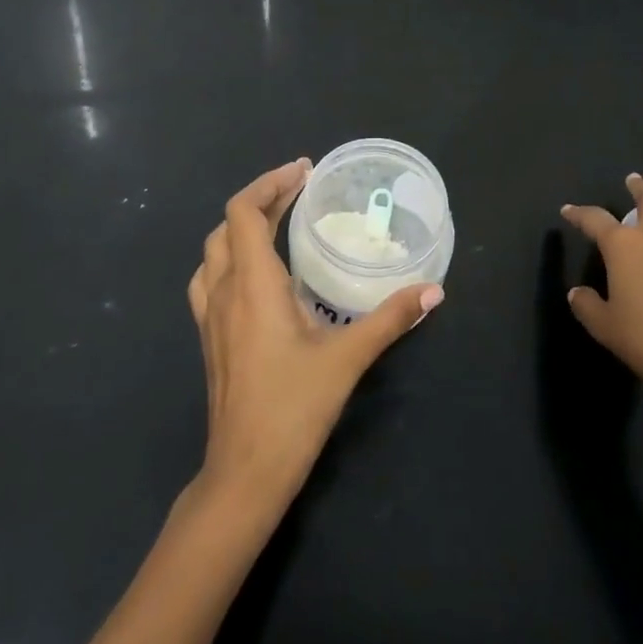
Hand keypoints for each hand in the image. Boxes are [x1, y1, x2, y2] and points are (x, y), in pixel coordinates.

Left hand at [187, 158, 443, 514]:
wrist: (244, 471)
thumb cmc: (293, 408)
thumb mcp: (348, 358)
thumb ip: (390, 319)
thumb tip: (432, 291)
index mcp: (252, 285)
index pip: (244, 212)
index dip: (270, 183)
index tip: (304, 171)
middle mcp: (223, 292)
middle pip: (228, 225)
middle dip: (262, 200)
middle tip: (301, 192)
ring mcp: (210, 317)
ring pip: (214, 252)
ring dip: (242, 228)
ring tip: (279, 224)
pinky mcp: (210, 338)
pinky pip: (210, 280)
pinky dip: (230, 258)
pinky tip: (257, 276)